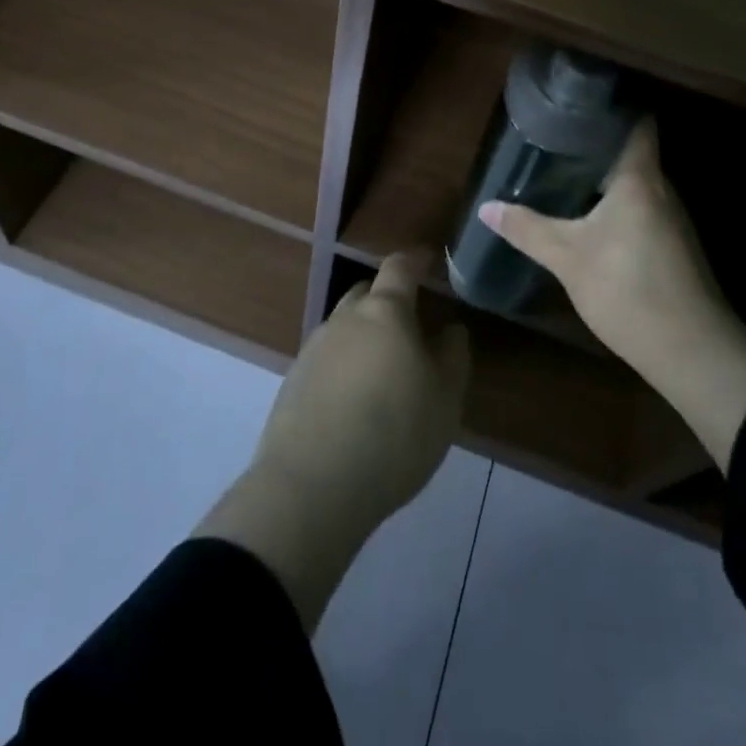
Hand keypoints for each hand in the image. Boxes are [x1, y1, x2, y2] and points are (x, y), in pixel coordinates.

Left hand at [196, 252, 469, 628]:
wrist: (312, 485)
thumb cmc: (394, 434)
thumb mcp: (445, 399)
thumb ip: (453, 356)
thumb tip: (450, 329)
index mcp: (385, 312)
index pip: (399, 268)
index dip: (416, 260)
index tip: (428, 260)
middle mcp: (345, 319)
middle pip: (366, 293)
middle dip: (387, 298)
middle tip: (410, 323)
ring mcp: (314, 348)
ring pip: (344, 326)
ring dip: (364, 334)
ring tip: (383, 367)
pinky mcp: (293, 381)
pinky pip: (327, 358)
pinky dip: (344, 365)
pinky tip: (354, 398)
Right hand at [480, 120, 745, 469]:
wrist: (692, 352)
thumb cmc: (628, 289)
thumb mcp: (568, 258)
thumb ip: (527, 229)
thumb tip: (486, 207)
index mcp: (640, 179)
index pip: (636, 123)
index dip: (611, 107)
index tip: (577, 102)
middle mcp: (662, 190)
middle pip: (632, 152)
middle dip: (595, 144)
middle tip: (553, 139)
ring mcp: (672, 220)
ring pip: (636, 183)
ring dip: (604, 177)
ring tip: (563, 172)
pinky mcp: (673, 247)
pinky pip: (640, 208)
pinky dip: (615, 204)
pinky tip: (589, 218)